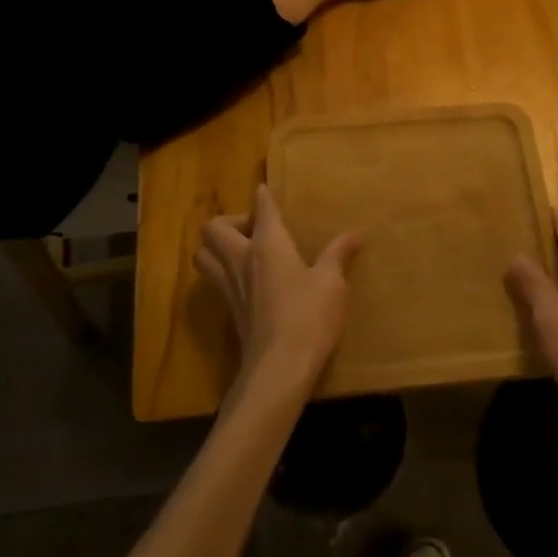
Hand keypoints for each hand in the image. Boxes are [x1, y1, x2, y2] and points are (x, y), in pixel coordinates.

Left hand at [195, 185, 359, 399]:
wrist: (280, 366)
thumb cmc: (309, 316)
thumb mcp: (331, 283)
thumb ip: (338, 255)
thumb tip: (354, 234)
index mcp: (268, 245)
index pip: (262, 210)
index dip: (262, 197)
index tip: (263, 190)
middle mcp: (241, 259)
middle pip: (214, 229)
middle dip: (230, 221)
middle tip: (254, 229)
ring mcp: (230, 286)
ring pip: (203, 255)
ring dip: (216, 246)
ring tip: (241, 251)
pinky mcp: (229, 310)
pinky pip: (214, 280)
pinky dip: (222, 272)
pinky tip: (245, 281)